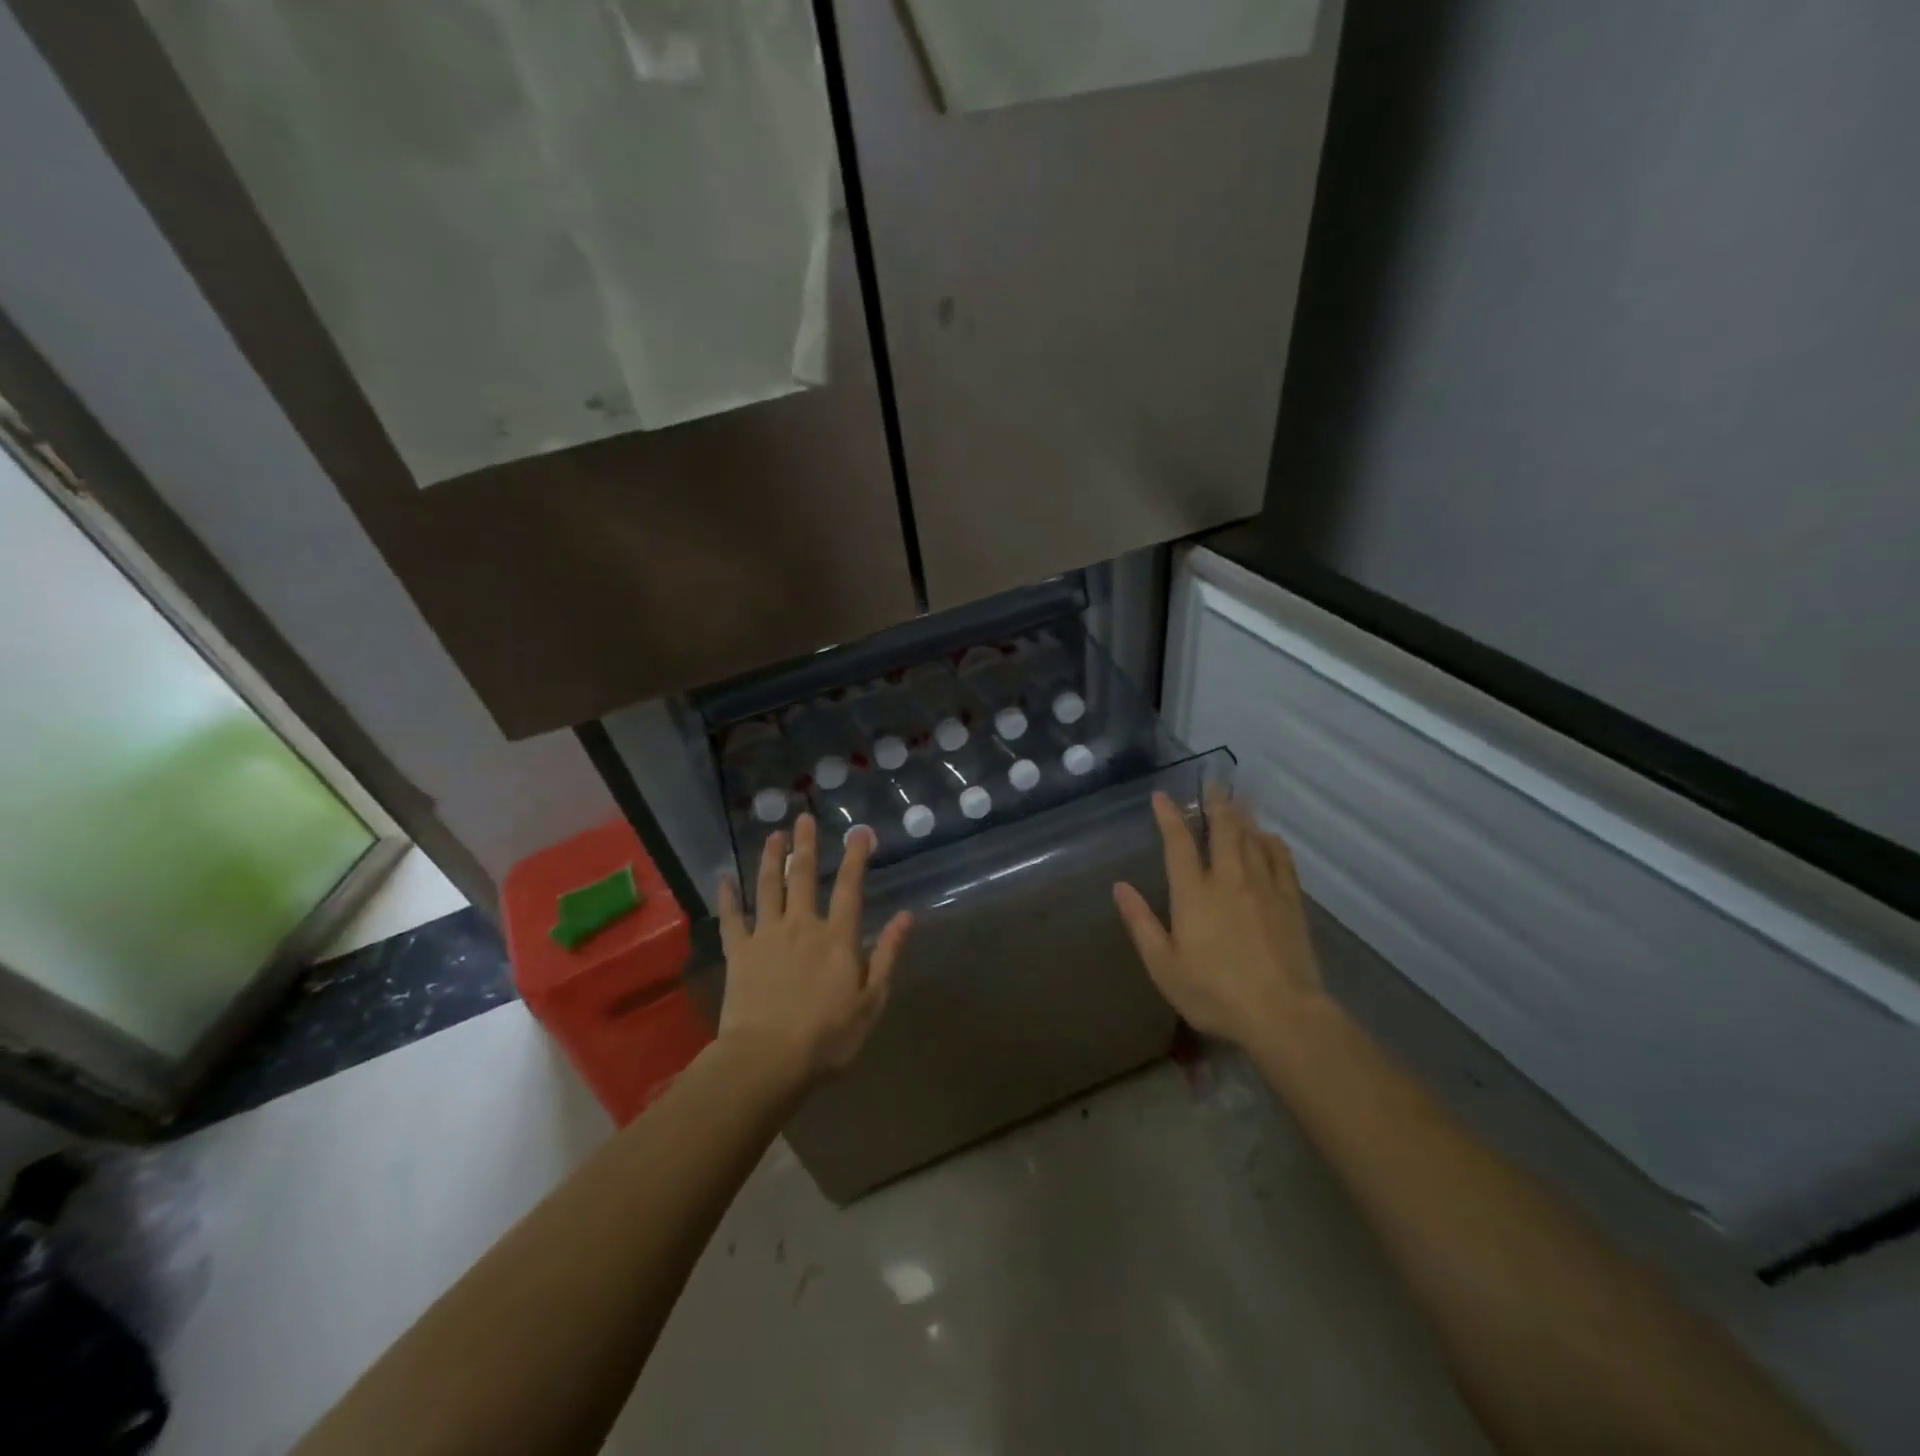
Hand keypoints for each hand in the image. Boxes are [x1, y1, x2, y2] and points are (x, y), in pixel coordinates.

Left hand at [716, 814, 911, 1087]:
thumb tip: (906, 916)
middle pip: (803, 877)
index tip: (860, 831)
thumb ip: (887, 955)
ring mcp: (766, 936)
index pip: (850, 887)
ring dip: (770, 859)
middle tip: (804, 818)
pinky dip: (727, 897)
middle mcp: (802, 926)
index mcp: (837, 938)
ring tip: (772, 835)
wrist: (767, 1060)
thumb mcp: (871, 1001)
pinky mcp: (738, 953)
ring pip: (768, 887)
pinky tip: (724, 878)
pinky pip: (732, 918)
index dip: (856, 857)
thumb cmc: (827, 1037)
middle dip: (806, 845)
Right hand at [1113, 785, 1325, 1050]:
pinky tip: (1269, 837)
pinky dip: (1273, 843)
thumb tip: (1120, 887)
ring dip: (1243, 816)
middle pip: (1223, 830)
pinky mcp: (1291, 902)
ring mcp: (1264, 888)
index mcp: (1194, 893)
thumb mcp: (1164, 966)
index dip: (1169, 816)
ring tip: (1237, 799)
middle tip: (1213, 782)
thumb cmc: (1214, 993)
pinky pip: (1282, 861)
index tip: (1162, 796)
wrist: (1283, 1014)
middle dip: (1216, 803)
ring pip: (1252, 839)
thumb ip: (1141, 923)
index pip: (1178, 843)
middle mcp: (1228, 880)